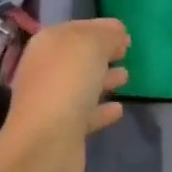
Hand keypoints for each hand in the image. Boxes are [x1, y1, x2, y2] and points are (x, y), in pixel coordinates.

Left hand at [0, 18, 129, 171]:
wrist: (46, 143)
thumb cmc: (67, 82)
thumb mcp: (91, 45)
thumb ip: (107, 35)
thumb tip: (118, 34)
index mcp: (48, 43)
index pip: (77, 28)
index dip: (101, 28)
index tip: (125, 34)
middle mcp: (45, 69)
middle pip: (78, 57)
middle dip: (102, 54)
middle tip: (125, 53)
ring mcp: (52, 100)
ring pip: (82, 84)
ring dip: (103, 79)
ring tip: (126, 77)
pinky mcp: (63, 129)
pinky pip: (86, 113)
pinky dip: (101, 110)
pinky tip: (118, 109)